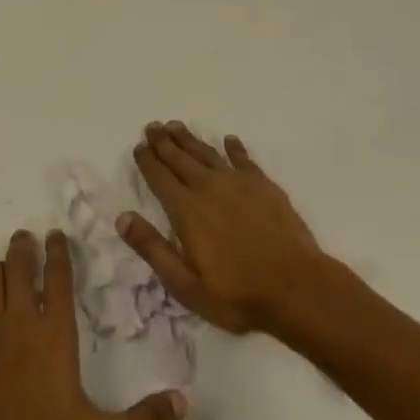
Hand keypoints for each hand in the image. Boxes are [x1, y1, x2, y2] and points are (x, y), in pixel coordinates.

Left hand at [0, 229, 186, 419]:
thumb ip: (145, 419)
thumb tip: (184, 401)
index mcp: (55, 332)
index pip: (58, 277)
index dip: (58, 252)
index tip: (56, 234)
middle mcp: (21, 322)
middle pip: (20, 266)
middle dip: (24, 247)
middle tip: (27, 237)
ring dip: (0, 268)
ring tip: (7, 265)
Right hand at [121, 122, 331, 336]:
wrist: (297, 287)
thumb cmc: (237, 293)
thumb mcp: (185, 284)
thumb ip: (152, 249)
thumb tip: (122, 217)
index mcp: (186, 209)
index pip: (159, 177)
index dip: (147, 160)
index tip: (139, 146)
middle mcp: (208, 187)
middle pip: (180, 158)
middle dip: (163, 142)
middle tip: (152, 126)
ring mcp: (238, 182)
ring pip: (207, 153)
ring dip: (190, 139)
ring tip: (176, 126)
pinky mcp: (264, 185)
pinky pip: (243, 159)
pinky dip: (234, 148)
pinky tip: (229, 141)